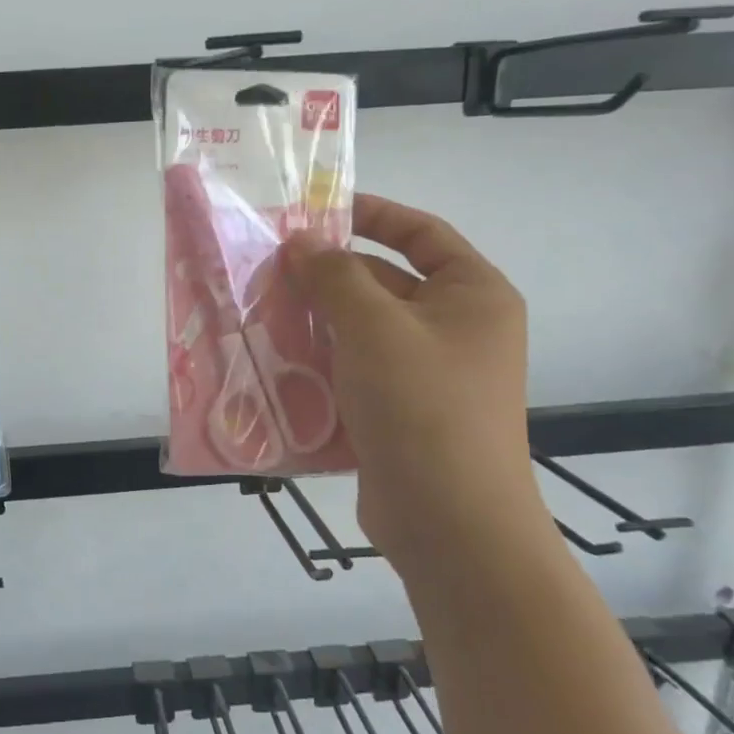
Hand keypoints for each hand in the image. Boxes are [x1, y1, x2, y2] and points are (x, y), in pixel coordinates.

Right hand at [284, 194, 544, 567]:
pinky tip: (277, 360)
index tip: (317, 211)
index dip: (372, 214)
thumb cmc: (422, 406)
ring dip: (317, 320)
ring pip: (363, 329)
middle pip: (385, 281)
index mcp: (472, 295)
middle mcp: (457, 329)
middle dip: (328, 275)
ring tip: (261, 310)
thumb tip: (301, 241)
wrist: (449, 522)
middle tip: (268, 269)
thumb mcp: (374, 328)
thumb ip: (334, 276)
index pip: (422, 233)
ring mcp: (430, 374)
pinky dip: (321, 361)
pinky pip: (356, 370)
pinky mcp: (402, 411)